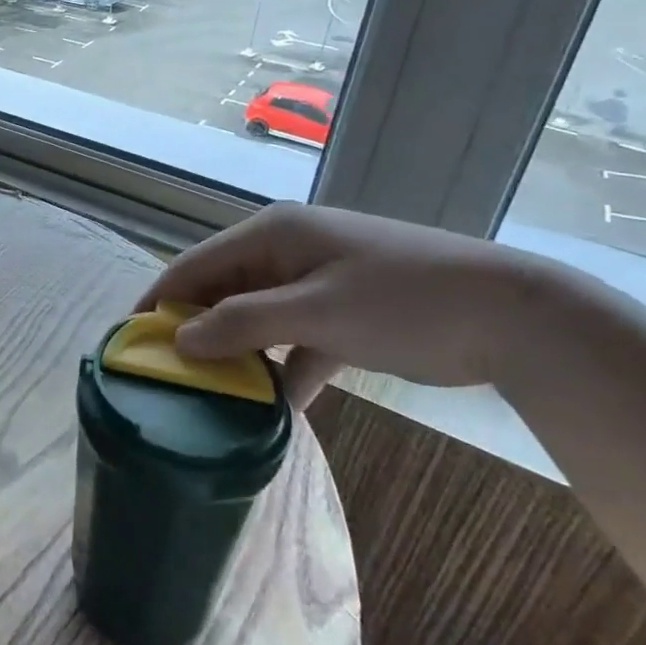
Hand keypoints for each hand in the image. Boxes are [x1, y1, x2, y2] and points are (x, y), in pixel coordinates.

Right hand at [140, 202, 560, 407]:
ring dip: (238, 355)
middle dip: (196, 332)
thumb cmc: (403, 301)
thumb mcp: (316, 311)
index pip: (195, 265)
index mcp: (272, 235)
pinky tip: (272, 409)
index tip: (130, 343)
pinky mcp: (342, 316)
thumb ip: (242, 323)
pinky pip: (294, 343)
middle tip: (169, 379)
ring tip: (211, 398)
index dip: (159, 301)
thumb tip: (179, 339)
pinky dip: (281, 371)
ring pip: (255, 320)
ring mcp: (315, 284)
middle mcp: (286, 252)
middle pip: (221, 292)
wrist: (515, 316)